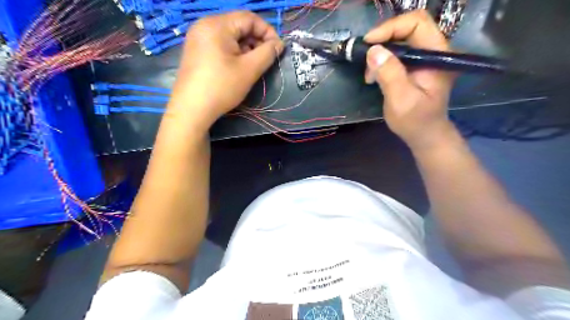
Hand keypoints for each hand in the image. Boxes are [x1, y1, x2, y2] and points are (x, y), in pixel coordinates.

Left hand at [168, 11, 285, 129]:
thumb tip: (279, 44)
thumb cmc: (222, 87)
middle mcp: (205, 25)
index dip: (267, 31)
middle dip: (256, 40)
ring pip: (230, 36)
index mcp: (217, 24)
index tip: (278, 49)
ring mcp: (197, 37)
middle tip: (266, 59)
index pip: (249, 18)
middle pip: (238, 25)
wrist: (191, 109)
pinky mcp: (195, 50)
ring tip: (252, 65)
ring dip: (246, 47)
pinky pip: (220, 44)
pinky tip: (237, 67)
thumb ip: (268, 53)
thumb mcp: (249, 70)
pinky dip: (233, 52)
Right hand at [364, 10, 456, 149]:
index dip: (391, 28)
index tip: (369, 43)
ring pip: (400, 40)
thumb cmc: (415, 121)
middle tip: (365, 56)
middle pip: (407, 28)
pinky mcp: (416, 65)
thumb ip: (389, 74)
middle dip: (383, 40)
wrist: (424, 134)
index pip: (417, 23)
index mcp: (437, 55)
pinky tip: (374, 75)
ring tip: (369, 74)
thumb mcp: (400, 100)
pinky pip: (397, 52)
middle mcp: (434, 51)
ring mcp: (425, 58)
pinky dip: (382, 60)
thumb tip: (373, 50)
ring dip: (380, 52)